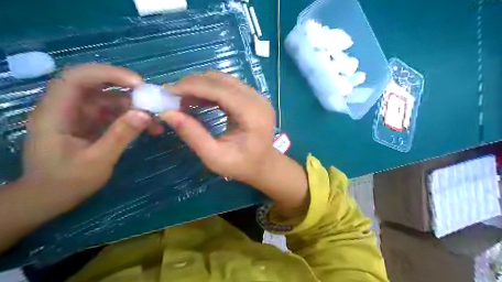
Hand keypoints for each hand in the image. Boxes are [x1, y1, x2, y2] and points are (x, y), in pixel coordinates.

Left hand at [21, 64, 153, 212]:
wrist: (49, 198)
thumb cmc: (67, 182)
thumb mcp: (97, 160)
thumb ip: (120, 135)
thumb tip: (145, 114)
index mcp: (56, 112)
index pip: (78, 78)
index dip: (108, 74)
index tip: (138, 84)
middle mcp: (66, 107)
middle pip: (96, 84)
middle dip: (126, 88)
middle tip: (152, 98)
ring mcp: (79, 115)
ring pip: (109, 99)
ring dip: (134, 107)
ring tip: (156, 120)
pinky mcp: (90, 123)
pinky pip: (114, 113)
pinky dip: (132, 118)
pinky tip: (149, 128)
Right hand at [159, 71, 273, 183]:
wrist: (264, 165)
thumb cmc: (242, 165)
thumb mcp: (215, 157)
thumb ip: (193, 135)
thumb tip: (167, 113)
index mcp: (252, 114)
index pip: (219, 90)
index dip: (192, 87)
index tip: (167, 91)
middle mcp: (257, 99)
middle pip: (221, 80)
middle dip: (193, 84)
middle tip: (171, 96)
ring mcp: (256, 96)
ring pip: (223, 80)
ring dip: (200, 85)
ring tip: (182, 99)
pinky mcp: (252, 97)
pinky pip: (227, 86)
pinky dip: (209, 89)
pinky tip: (197, 100)